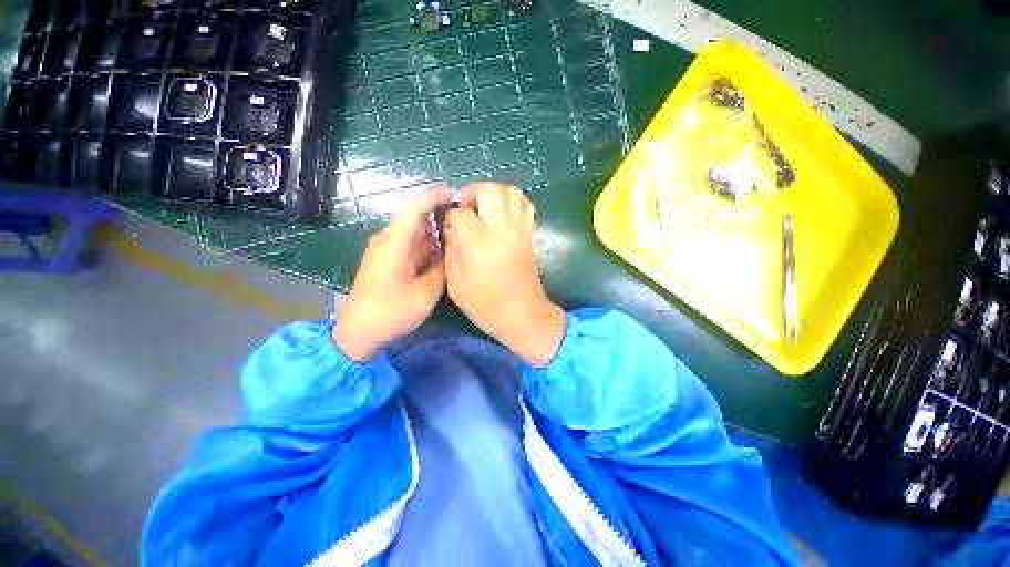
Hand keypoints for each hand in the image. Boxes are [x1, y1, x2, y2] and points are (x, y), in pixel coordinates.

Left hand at [332, 187, 452, 360]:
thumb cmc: (391, 311)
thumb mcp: (425, 292)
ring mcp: (389, 251)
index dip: (434, 197)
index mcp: (394, 242)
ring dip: (436, 237)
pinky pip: (413, 248)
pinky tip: (445, 258)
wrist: (359, 332)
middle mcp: (390, 241)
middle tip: (466, 226)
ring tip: (460, 242)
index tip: (455, 194)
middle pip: (417, 220)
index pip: (414, 208)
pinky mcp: (390, 262)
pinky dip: (429, 250)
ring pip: (417, 235)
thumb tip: (452, 254)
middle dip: (441, 219)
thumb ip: (442, 269)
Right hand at [444, 183, 564, 367]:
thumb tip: (452, 229)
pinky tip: (503, 213)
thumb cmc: (486, 306)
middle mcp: (501, 230)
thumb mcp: (456, 285)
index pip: (460, 213)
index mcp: (479, 244)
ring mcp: (519, 230)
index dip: (451, 217)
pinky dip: (514, 201)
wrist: (523, 315)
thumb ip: (451, 252)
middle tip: (467, 208)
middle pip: (489, 190)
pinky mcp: (529, 234)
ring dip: (494, 193)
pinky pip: (526, 205)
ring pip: (510, 191)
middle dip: (473, 192)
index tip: (451, 228)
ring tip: (485, 209)